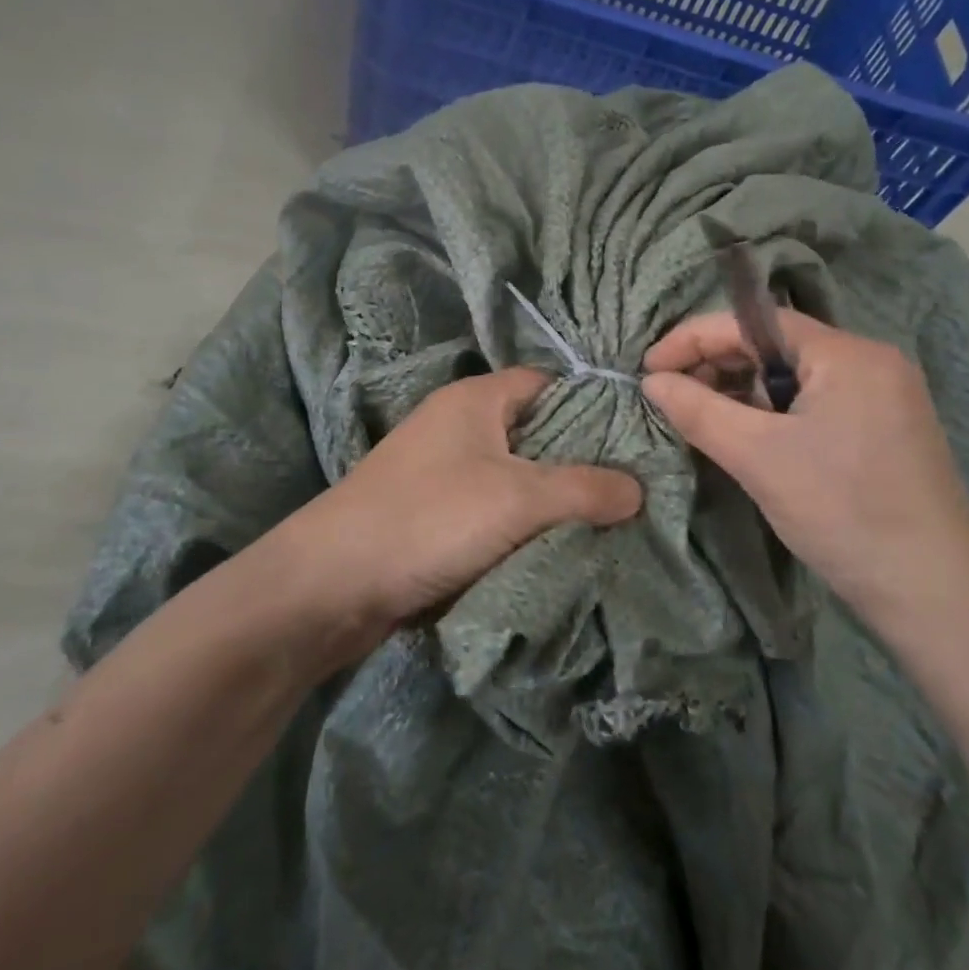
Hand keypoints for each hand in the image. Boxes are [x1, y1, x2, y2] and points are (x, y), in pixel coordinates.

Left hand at [282, 368, 641, 630]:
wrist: (329, 586)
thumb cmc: (428, 519)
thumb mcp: (519, 498)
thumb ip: (585, 489)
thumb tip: (639, 489)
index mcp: (476, 398)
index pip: (550, 383)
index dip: (594, 405)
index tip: (638, 439)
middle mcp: (458, 425)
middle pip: (536, 432)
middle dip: (580, 461)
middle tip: (632, 489)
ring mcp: (442, 472)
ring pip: (515, 476)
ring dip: (552, 501)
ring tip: (607, 523)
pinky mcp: (432, 515)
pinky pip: (492, 511)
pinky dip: (522, 527)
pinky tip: (557, 548)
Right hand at [641, 311, 968, 616]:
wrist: (936, 595)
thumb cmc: (843, 513)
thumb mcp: (758, 457)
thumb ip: (698, 410)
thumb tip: (651, 381)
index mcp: (847, 353)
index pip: (756, 322)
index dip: (695, 338)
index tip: (649, 367)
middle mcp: (871, 361)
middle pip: (777, 346)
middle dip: (718, 365)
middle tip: (672, 396)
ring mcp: (884, 396)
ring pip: (795, 377)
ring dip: (744, 392)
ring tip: (704, 419)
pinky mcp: (886, 430)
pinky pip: (816, 403)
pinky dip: (775, 414)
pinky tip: (749, 437)